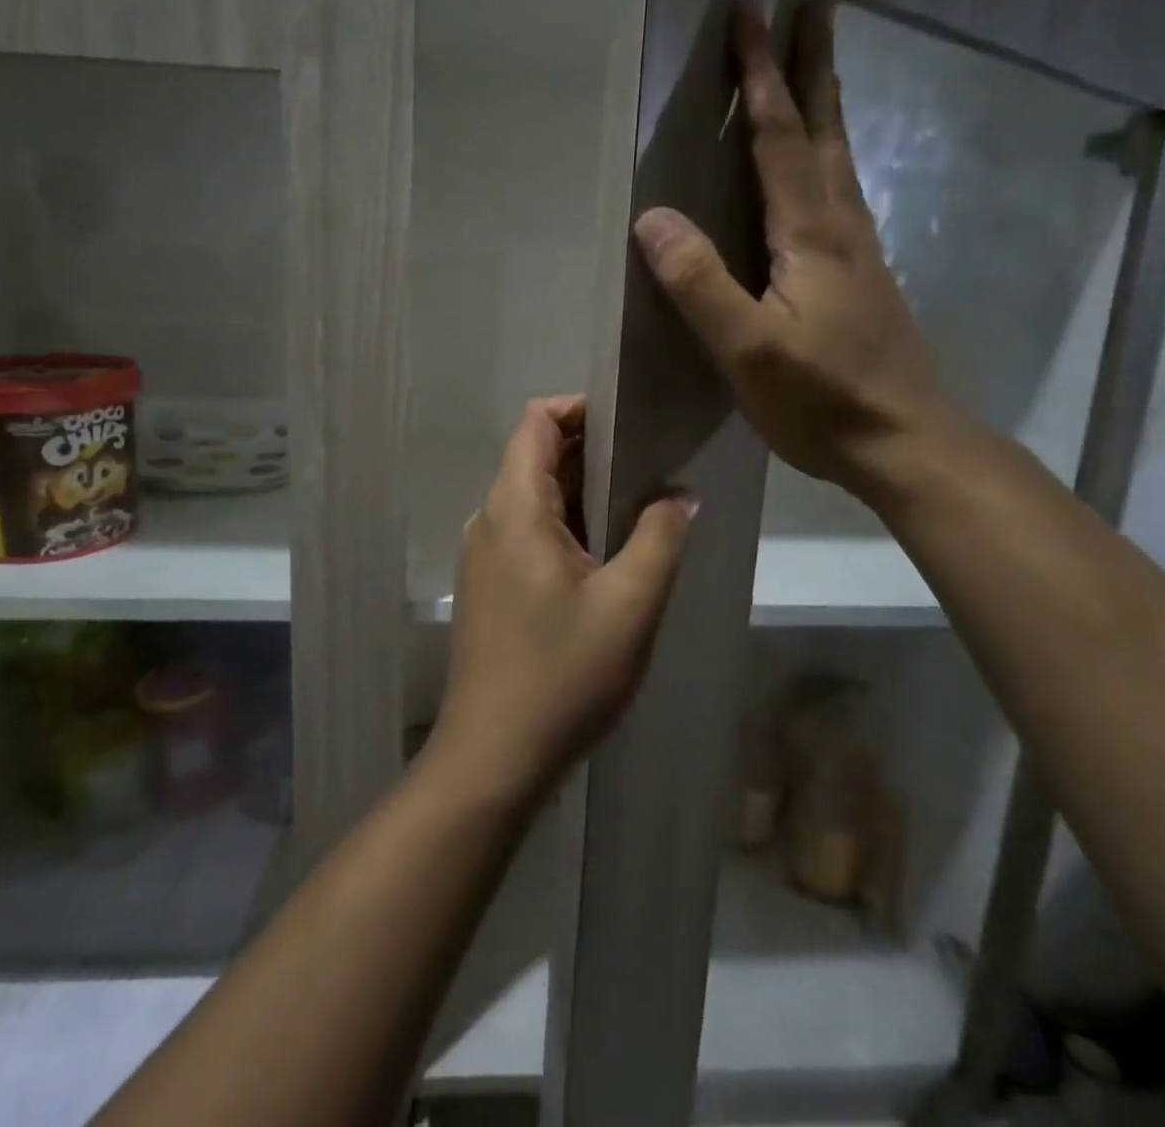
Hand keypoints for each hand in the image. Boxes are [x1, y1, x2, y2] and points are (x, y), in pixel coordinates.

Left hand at [433, 396, 695, 803]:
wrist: (494, 757)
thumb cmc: (563, 674)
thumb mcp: (631, 603)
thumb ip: (660, 537)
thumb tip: (680, 495)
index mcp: (514, 507)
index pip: (537, 421)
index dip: (582, 408)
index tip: (632, 422)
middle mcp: (490, 520)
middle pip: (536, 456)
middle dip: (593, 450)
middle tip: (653, 464)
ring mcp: (484, 556)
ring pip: (534, 498)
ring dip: (583, 492)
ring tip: (640, 506)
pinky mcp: (489, 587)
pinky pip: (528, 533)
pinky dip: (567, 525)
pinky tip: (607, 556)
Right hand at [632, 0, 955, 499]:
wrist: (908, 443)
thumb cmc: (823, 400)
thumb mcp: (748, 349)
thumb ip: (700, 283)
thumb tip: (652, 217)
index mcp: (810, 233)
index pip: (778, 136)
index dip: (759, 74)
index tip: (751, 9)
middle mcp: (841, 226)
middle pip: (822, 130)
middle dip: (809, 66)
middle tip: (810, 5)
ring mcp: (859, 252)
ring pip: (838, 159)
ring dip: (823, 106)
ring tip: (814, 69)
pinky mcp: (863, 279)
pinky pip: (841, 194)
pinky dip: (827, 156)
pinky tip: (819, 171)